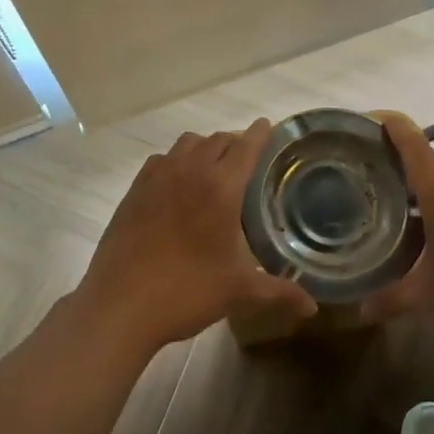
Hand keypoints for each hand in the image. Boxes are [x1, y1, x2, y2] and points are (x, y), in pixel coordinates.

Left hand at [75, 119, 317, 357]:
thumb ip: (278, 292)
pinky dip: (175, 160)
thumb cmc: (186, 292)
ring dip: (205, 147)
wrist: (120, 304)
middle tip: (246, 158)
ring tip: (213, 167)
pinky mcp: (135, 189)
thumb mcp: (238, 292)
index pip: (246, 147)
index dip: (259, 134)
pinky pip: (161, 159)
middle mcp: (191, 171)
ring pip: (188, 143)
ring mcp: (159, 177)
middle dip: (235, 143)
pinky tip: (177, 182)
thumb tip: (313, 308)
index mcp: (221, 188)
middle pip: (218, 140)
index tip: (267, 126)